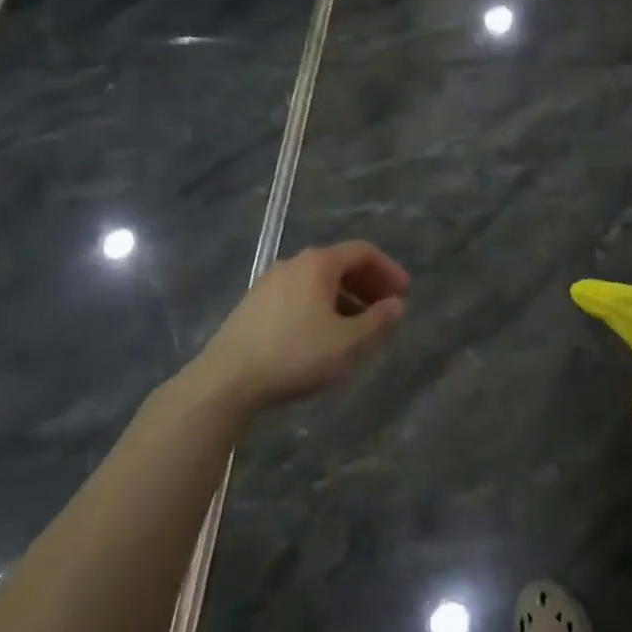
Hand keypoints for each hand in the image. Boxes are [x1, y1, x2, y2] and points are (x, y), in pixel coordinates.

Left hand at [189, 242, 409, 409]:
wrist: (226, 380)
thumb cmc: (295, 354)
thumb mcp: (348, 343)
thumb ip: (378, 321)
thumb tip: (396, 304)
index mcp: (318, 264)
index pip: (363, 252)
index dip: (389, 269)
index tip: (404, 293)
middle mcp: (293, 264)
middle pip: (340, 264)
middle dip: (368, 285)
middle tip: (386, 309)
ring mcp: (269, 282)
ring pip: (318, 281)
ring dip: (345, 298)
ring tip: (359, 326)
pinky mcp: (254, 304)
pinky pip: (299, 294)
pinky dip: (321, 305)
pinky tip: (324, 334)